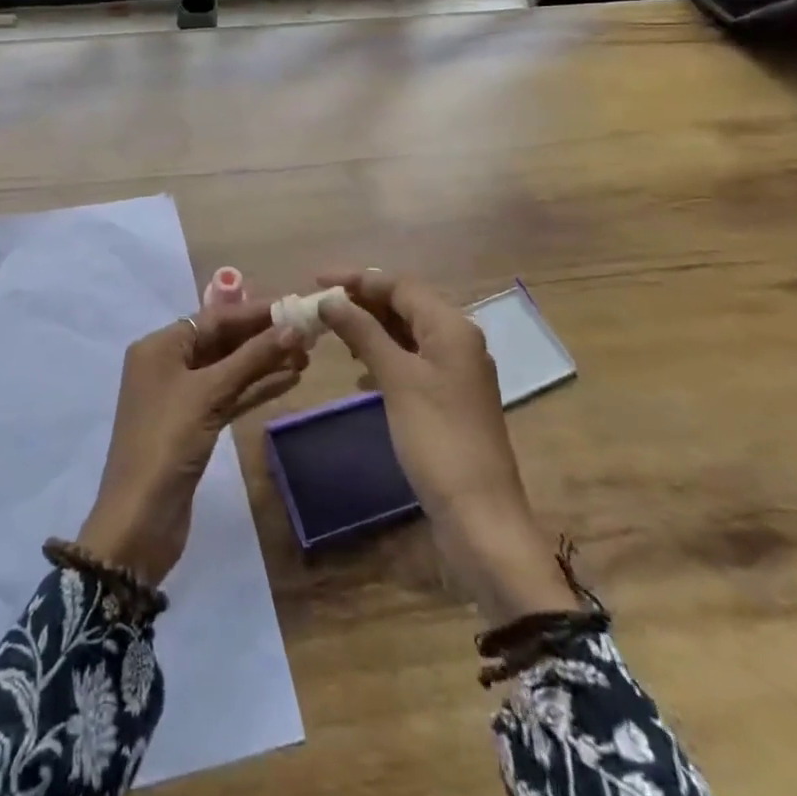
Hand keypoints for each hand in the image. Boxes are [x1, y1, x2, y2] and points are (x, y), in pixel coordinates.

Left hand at [78, 302, 306, 585]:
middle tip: (307, 332)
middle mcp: (167, 364)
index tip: (294, 305)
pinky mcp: (194, 425)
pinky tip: (290, 380)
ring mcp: (180, 397)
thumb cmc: (167, 442)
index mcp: (159, 347)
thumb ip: (251, 358)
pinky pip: (229, 395)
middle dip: (262, 337)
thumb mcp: (209, 393)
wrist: (140, 520)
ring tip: (307, 355)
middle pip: (221, 341)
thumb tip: (292, 328)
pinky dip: (256, 388)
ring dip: (264, 362)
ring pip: (228, 369)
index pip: (214, 318)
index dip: (255, 312)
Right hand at [318, 271, 576, 623]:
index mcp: (451, 327)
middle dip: (362, 302)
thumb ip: (363, 332)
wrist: (480, 516)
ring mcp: (455, 371)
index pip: (400, 285)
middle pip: (405, 305)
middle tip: (320, 306)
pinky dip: (384, 356)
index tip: (316, 280)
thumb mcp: (397, 378)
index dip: (357, 279)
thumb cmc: (437, 438)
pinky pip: (411, 360)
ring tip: (334, 333)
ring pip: (407, 333)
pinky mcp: (448, 398)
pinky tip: (360, 372)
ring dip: (371, 328)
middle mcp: (457, 340)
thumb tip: (329, 299)